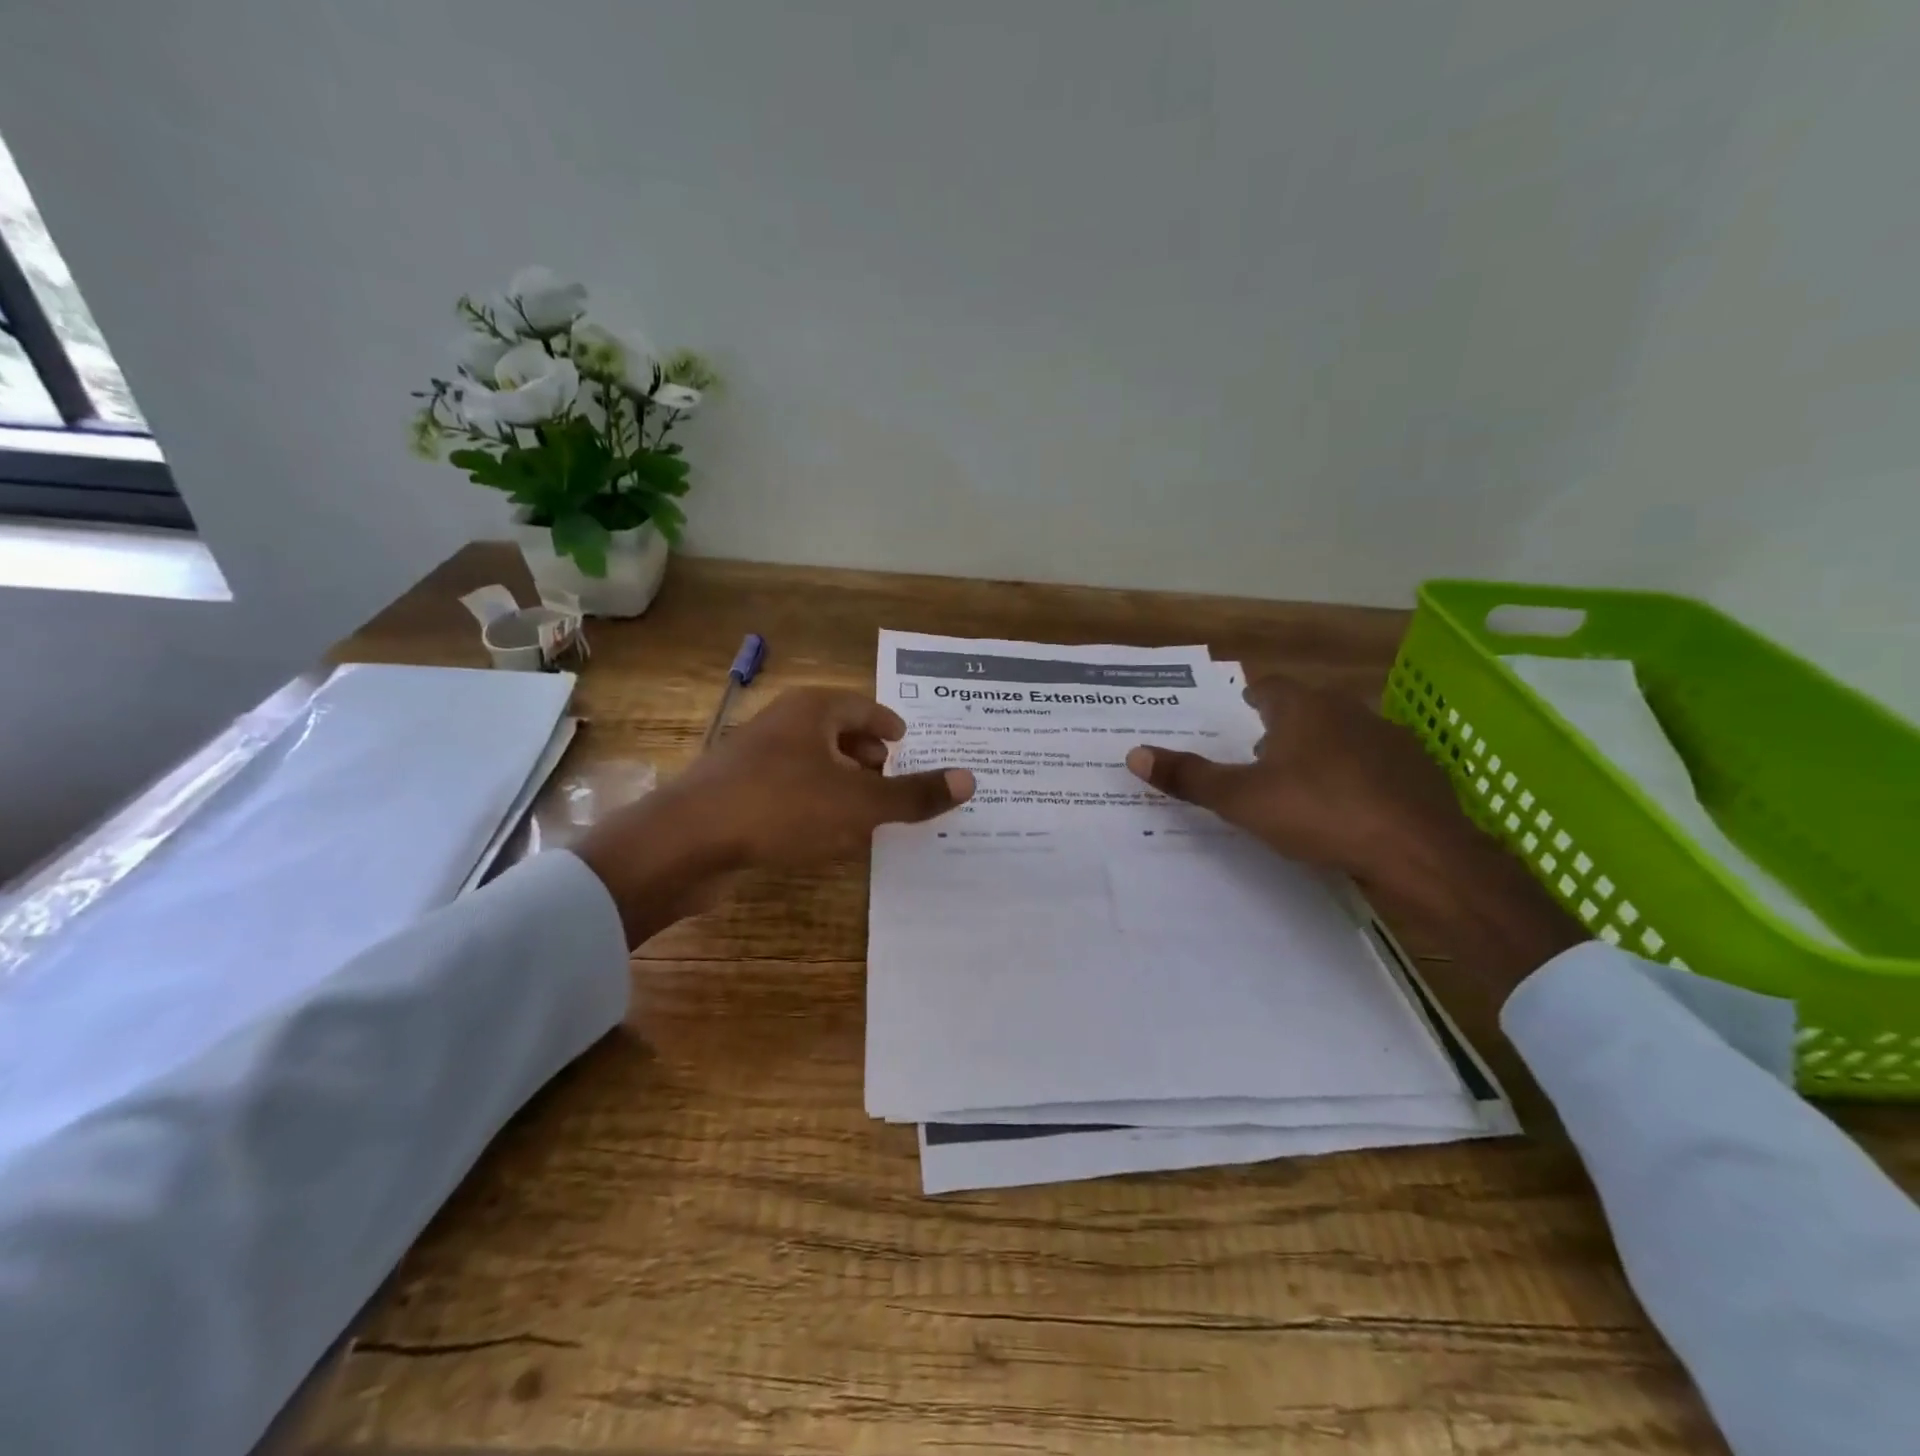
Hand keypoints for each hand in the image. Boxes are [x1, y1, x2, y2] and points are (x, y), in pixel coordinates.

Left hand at [577, 688, 972, 945]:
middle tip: (895, 783)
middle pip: (838, 732)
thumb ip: (913, 794)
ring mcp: (754, 758)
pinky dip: (814, 805)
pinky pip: (790, 791)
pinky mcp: (736, 793)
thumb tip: (969, 779)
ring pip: (813, 763)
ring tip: (868, 812)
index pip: (866, 708)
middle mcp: (783, 724)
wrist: (685, 842)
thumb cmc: (781, 807)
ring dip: (842, 784)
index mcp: (814, 710)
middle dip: (868, 757)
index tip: (910, 747)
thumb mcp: (859, 804)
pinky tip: (825, 834)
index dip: (891, 728)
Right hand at [1127, 676, 1581, 991]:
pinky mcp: (1417, 772)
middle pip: (1306, 710)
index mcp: (1303, 709)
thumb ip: (1189, 777)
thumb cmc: (1321, 813)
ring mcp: (1389, 740)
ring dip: (1319, 752)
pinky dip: (1355, 777)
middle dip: (1282, 728)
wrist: (1421, 852)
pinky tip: (1348, 809)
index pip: (1268, 688)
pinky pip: (1374, 765)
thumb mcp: (1242, 800)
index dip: (1250, 700)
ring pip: (1342, 736)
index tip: (1239, 715)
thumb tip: (1134, 754)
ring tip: (1299, 785)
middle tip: (1258, 756)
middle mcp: (1348, 712)